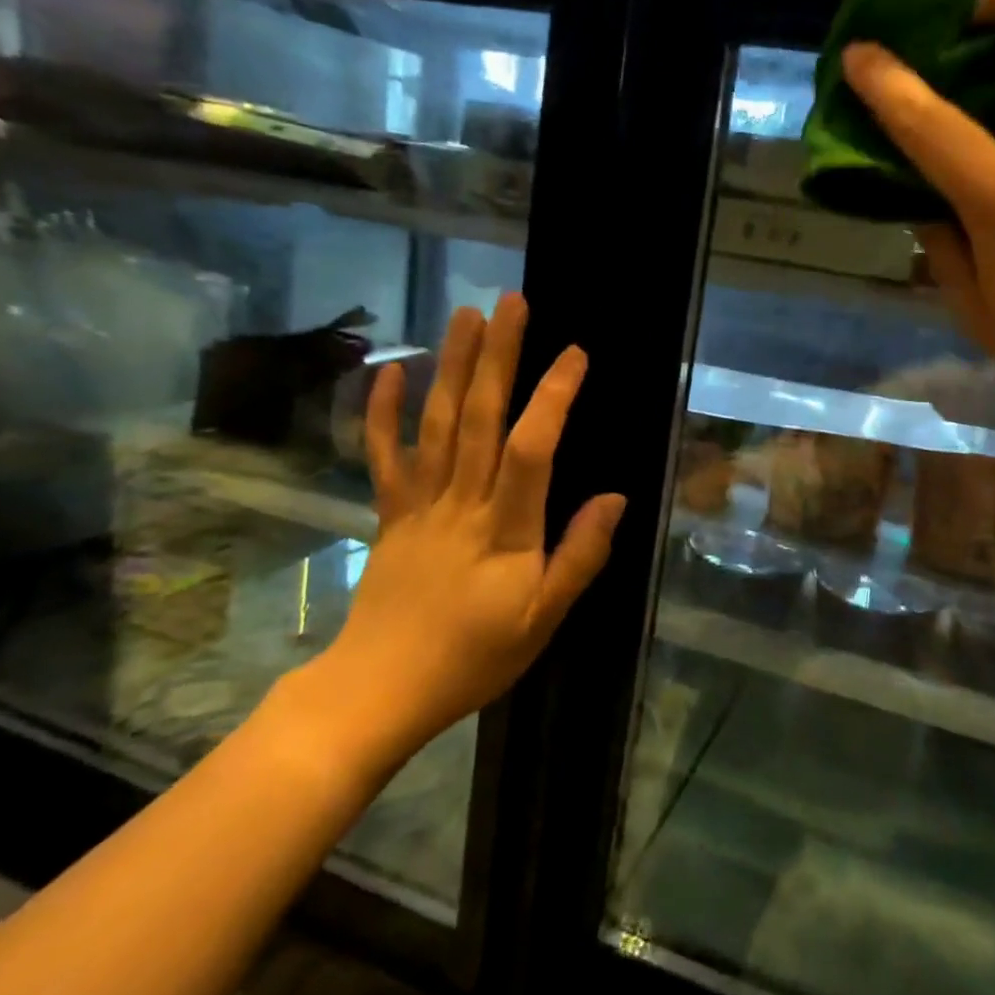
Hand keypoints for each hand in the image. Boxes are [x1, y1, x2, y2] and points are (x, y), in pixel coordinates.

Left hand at [304, 294, 623, 771]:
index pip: (531, 449)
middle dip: (497, 356)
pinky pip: (383, 455)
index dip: (552, 397)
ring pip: (436, 424)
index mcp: (504, 529)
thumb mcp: (542, 619)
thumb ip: (580, 556)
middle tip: (511, 302)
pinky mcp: (390, 512)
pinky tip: (391, 370)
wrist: (377, 691)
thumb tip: (616, 497)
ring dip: (450, 365)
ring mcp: (419, 503)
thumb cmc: (472, 658)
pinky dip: (383, 411)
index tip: (575, 354)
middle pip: (478, 418)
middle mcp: (460, 502)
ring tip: (465, 314)